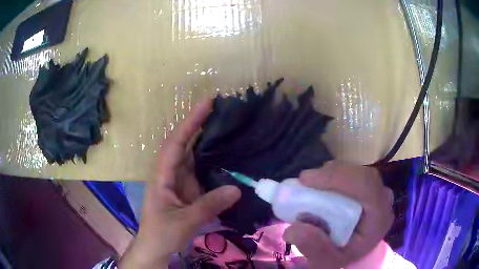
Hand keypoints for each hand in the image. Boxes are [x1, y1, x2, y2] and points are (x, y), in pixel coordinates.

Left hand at [119, 100, 240, 267]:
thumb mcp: (185, 221)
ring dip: (205, 139)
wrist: (156, 246)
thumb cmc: (163, 233)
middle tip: (221, 110)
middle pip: (183, 142)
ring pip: (191, 154)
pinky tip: (224, 154)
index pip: (176, 142)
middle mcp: (169, 171)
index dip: (190, 122)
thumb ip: (209, 205)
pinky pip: (198, 168)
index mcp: (162, 175)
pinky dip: (209, 159)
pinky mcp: (186, 187)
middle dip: (198, 124)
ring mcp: (177, 179)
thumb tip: (237, 189)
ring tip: (226, 126)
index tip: (207, 103)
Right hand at [283, 162, 393, 268]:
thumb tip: (293, 229)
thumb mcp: (326, 260)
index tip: (305, 180)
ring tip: (311, 184)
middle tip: (304, 181)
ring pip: (357, 170)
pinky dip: (335, 174)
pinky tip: (322, 184)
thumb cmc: (344, 255)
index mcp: (379, 218)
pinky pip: (353, 172)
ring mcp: (377, 190)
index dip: (337, 177)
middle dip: (331, 174)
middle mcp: (383, 199)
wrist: (356, 251)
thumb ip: (313, 248)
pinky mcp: (369, 186)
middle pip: (360, 174)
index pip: (366, 185)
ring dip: (331, 173)